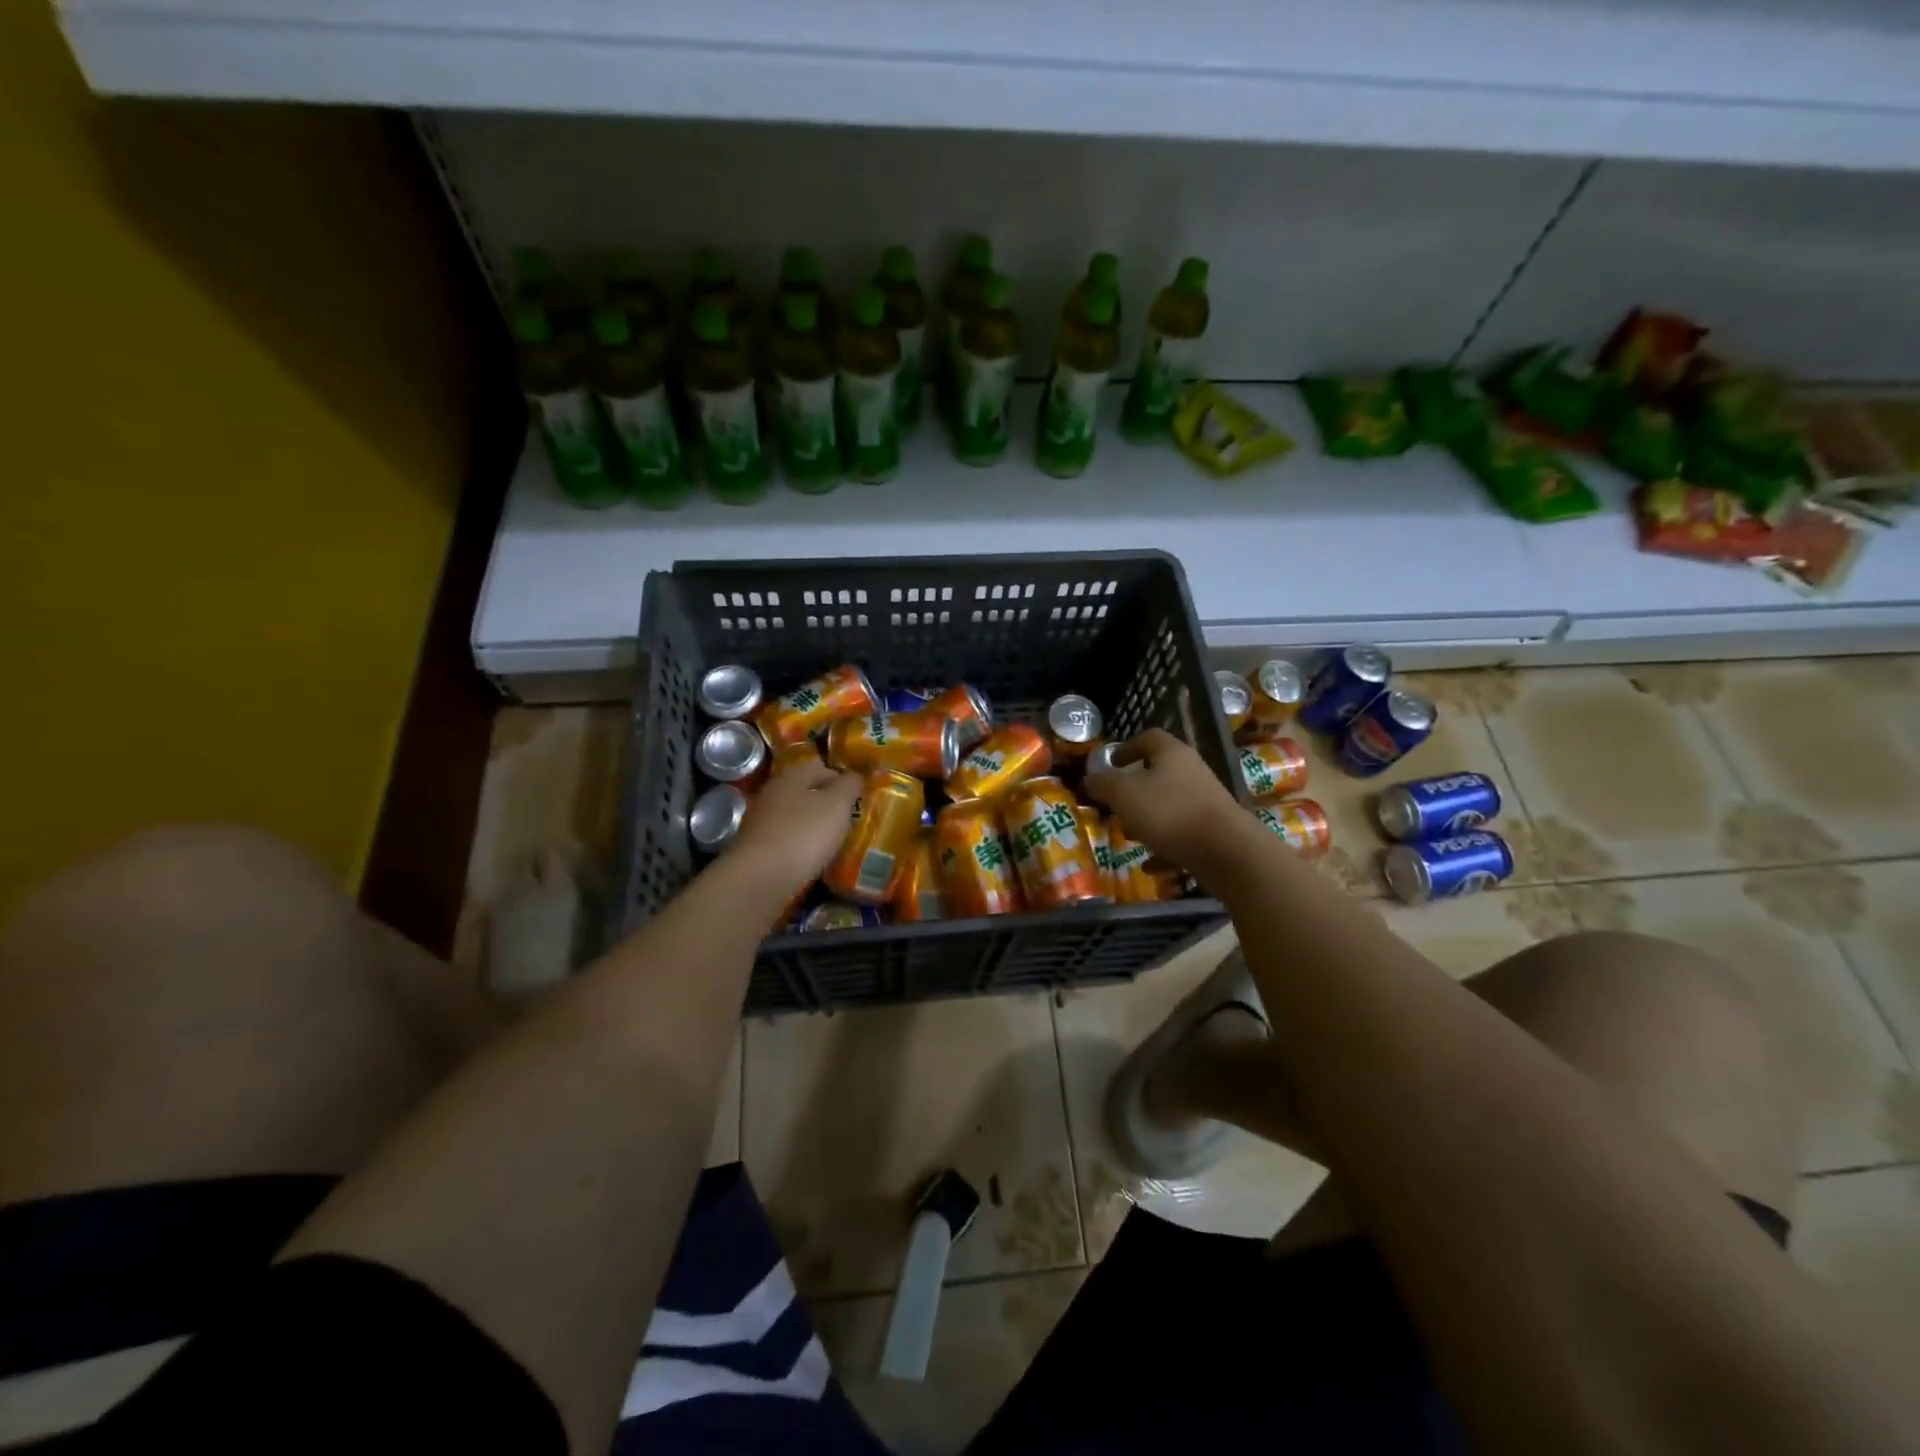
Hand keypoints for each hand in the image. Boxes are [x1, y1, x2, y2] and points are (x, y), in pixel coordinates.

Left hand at [728, 758, 862, 890]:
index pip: (821, 767)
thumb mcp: (837, 805)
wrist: (759, 878)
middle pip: (805, 792)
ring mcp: (760, 821)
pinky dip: (799, 846)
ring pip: (794, 816)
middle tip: (849, 820)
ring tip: (834, 842)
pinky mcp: (754, 848)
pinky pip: (785, 840)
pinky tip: (811, 859)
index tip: (859, 798)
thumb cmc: (804, 834)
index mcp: (791, 776)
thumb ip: (850, 786)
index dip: (842, 779)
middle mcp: (772, 793)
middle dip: (827, 804)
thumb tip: (855, 775)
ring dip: (812, 826)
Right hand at [1083, 729, 1245, 870]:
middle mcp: (1192, 772)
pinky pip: (1181, 833)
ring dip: (1147, 818)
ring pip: (1169, 804)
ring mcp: (1206, 801)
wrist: (1226, 851)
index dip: (1127, 748)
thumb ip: (1103, 784)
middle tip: (1114, 804)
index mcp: (1172, 754)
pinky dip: (1164, 845)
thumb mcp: (1123, 795)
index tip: (1111, 763)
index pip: (1149, 738)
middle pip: (1159, 773)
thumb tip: (1090, 778)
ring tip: (1129, 836)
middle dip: (1134, 789)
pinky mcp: (1214, 830)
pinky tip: (1149, 864)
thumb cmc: (1169, 812)